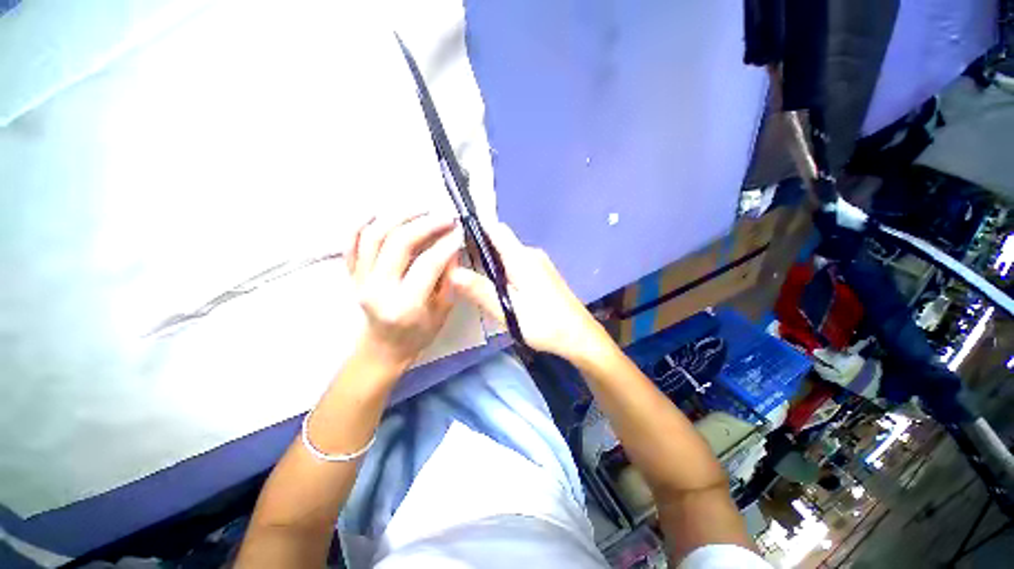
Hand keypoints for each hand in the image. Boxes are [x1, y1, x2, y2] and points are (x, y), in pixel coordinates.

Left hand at [345, 211, 461, 373]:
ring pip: (374, 235)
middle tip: (445, 216)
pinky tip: (380, 211)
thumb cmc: (419, 334)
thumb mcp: (443, 310)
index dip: (446, 244)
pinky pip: (350, 241)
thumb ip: (450, 279)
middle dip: (426, 224)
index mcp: (404, 305)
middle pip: (399, 243)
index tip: (459, 231)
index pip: (427, 265)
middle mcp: (378, 289)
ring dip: (398, 215)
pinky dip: (362, 222)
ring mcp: (360, 279)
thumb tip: (453, 247)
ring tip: (421, 209)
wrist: (384, 347)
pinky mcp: (352, 274)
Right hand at [449, 222, 610, 364]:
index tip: (454, 236)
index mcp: (521, 258)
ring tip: (474, 278)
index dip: (475, 227)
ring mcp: (539, 264)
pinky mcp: (543, 274)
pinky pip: (518, 264)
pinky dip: (504, 270)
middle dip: (479, 249)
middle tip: (458, 265)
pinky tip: (498, 287)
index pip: (496, 229)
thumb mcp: (507, 310)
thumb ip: (480, 290)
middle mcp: (531, 254)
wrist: (579, 336)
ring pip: (509, 254)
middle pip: (501, 242)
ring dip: (491, 262)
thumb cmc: (544, 323)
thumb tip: (452, 272)